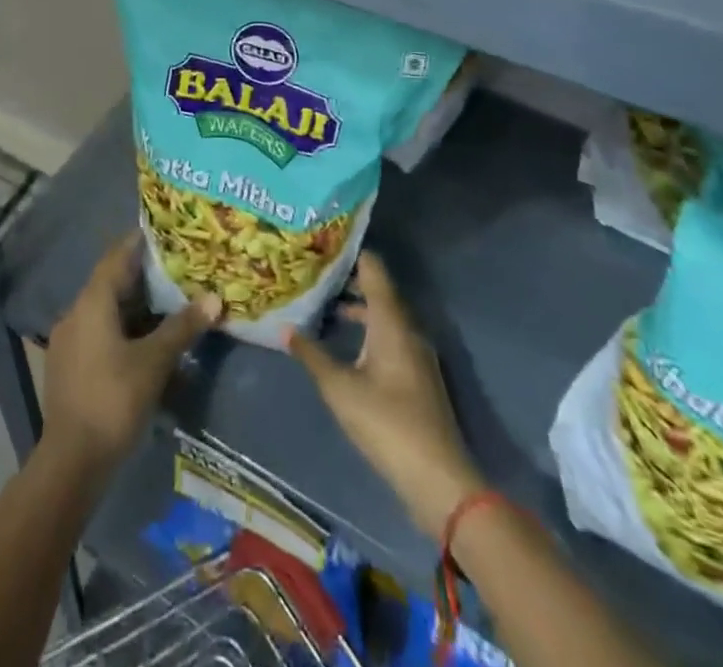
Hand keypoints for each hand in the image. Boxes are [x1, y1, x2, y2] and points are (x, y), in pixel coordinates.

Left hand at [42, 234, 221, 470]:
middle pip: (111, 283)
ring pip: (105, 310)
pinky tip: (143, 342)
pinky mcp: (69, 365)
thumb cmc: (113, 400)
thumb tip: (214, 299)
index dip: (139, 242)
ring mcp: (68, 340)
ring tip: (166, 303)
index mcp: (92, 302)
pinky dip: (122, 328)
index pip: (117, 257)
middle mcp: (75, 312)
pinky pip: (98, 332)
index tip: (164, 232)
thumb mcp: (154, 362)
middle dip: (143, 276)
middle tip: (176, 269)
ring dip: (134, 306)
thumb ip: (182, 327)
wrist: (71, 461)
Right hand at [286, 252, 482, 538]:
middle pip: (379, 291)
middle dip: (348, 280)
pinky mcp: (418, 377)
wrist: (439, 480)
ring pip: (384, 317)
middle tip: (314, 272)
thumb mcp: (340, 388)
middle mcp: (407, 329)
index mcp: (391, 322)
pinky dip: (367, 330)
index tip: (322, 243)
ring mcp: (416, 354)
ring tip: (323, 305)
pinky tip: (346, 345)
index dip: (350, 252)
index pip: (373, 269)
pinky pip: (390, 337)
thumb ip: (312, 355)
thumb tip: (284, 327)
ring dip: (357, 308)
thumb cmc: (386, 423)